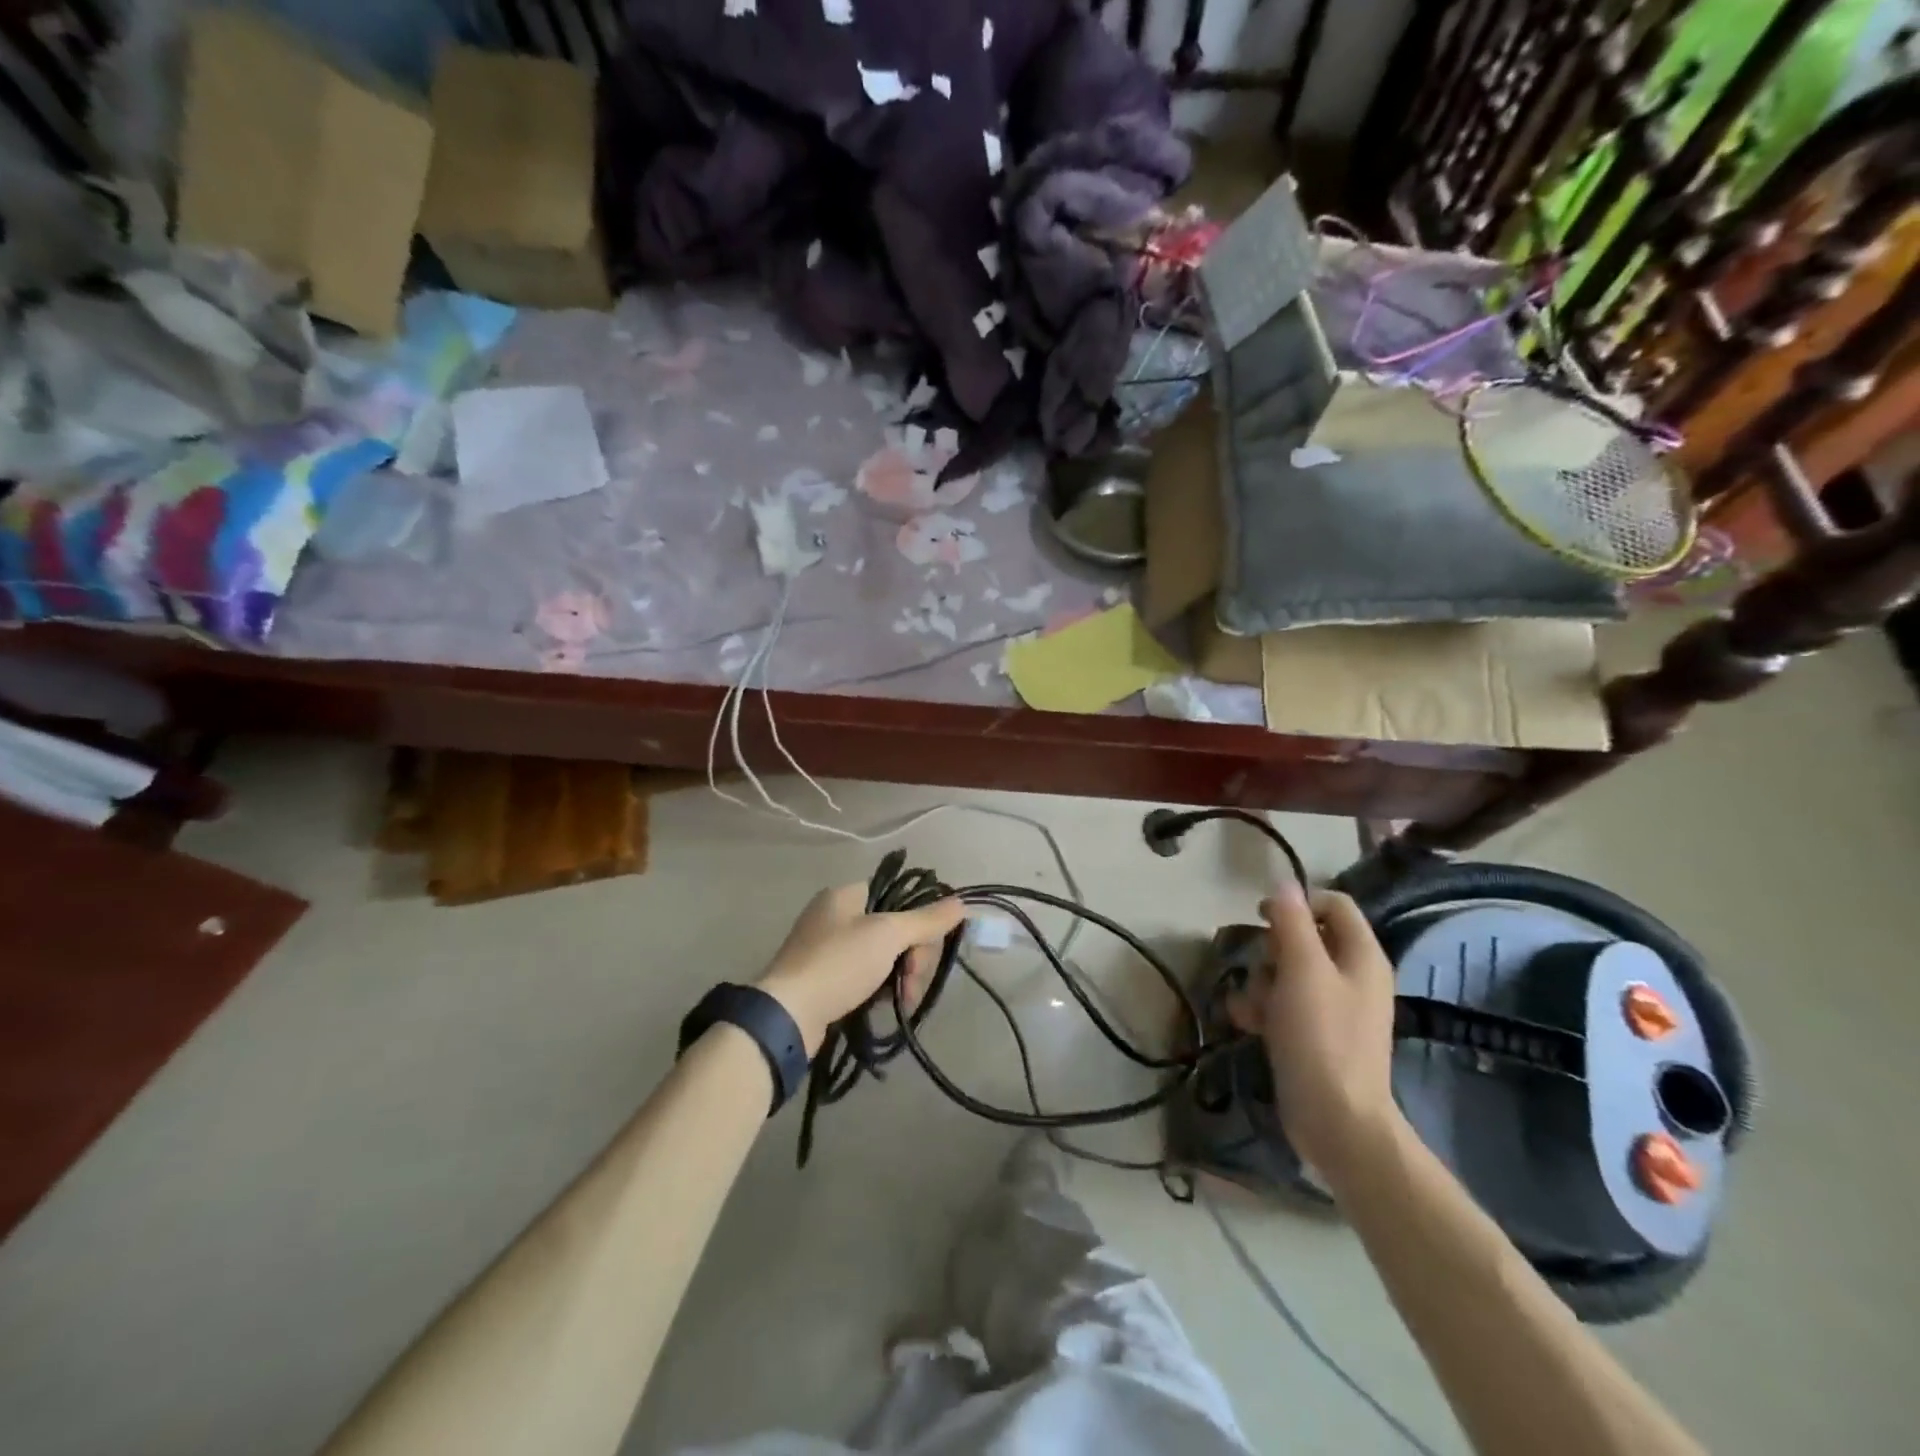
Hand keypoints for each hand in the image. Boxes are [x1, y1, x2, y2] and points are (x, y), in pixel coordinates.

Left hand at [757, 883, 965, 1055]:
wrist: (787, 1015)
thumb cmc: (838, 963)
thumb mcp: (887, 935)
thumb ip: (926, 920)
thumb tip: (961, 902)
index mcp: (846, 895)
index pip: (899, 896)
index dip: (919, 922)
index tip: (924, 950)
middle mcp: (835, 915)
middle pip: (894, 928)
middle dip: (911, 957)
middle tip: (911, 984)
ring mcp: (827, 948)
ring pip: (883, 955)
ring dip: (899, 977)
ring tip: (901, 1002)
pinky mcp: (823, 979)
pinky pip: (864, 976)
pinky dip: (879, 989)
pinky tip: (883, 1005)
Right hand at [1227, 883, 1403, 1179]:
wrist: (1335, 1120)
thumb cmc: (1321, 1037)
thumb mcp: (1302, 970)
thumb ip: (1291, 922)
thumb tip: (1283, 883)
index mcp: (1361, 956)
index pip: (1334, 904)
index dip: (1298, 902)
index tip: (1263, 916)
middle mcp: (1351, 976)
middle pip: (1304, 937)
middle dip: (1272, 949)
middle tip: (1263, 967)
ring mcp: (1332, 1008)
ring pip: (1285, 971)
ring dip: (1261, 982)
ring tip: (1253, 1006)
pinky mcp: (1312, 1034)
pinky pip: (1281, 1004)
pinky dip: (1262, 1008)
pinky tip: (1247, 1023)